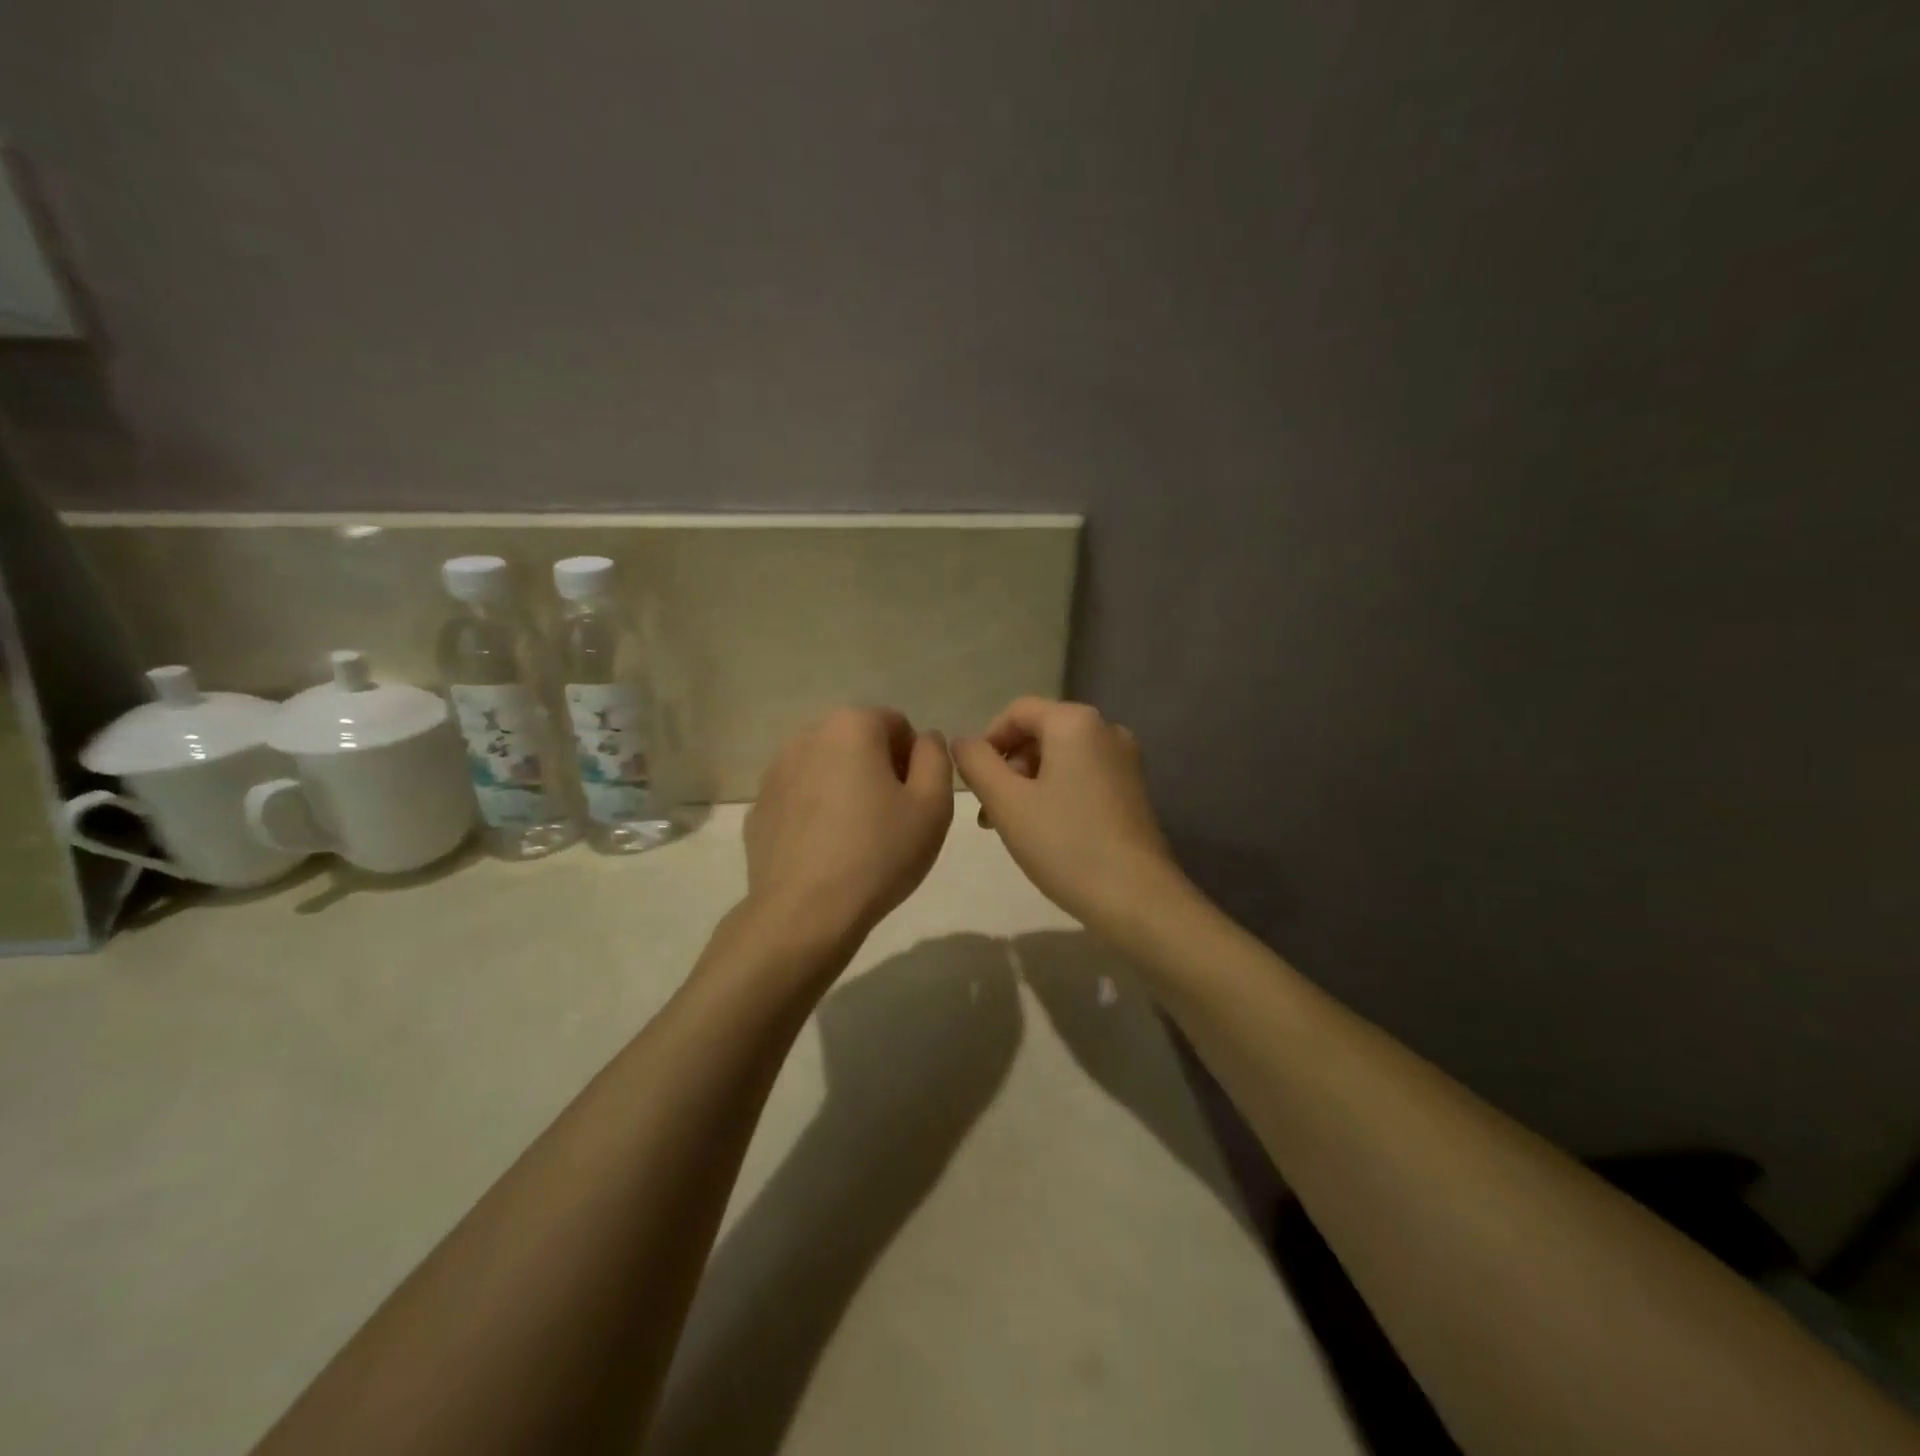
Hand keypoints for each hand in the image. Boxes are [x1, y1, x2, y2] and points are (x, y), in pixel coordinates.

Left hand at [744, 707, 954, 947]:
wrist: (804, 913)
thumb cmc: (879, 853)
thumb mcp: (933, 804)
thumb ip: (936, 757)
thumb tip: (924, 740)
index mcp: (851, 726)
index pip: (897, 724)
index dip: (915, 761)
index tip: (915, 801)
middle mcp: (807, 736)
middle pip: (858, 742)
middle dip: (879, 771)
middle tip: (892, 820)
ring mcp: (775, 772)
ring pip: (827, 769)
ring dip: (846, 789)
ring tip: (857, 838)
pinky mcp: (759, 808)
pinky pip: (800, 799)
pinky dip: (816, 813)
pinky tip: (825, 852)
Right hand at [952, 697, 1184, 933]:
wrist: (1136, 897)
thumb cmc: (1064, 843)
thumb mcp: (1006, 802)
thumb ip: (976, 763)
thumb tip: (961, 741)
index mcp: (1075, 722)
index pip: (1017, 711)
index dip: (987, 741)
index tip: (973, 783)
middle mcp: (1106, 729)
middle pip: (1040, 733)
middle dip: (1007, 767)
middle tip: (989, 812)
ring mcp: (1124, 760)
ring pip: (1060, 758)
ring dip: (1027, 784)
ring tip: (1011, 826)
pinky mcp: (1133, 790)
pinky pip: (1082, 776)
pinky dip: (1055, 793)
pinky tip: (1044, 831)